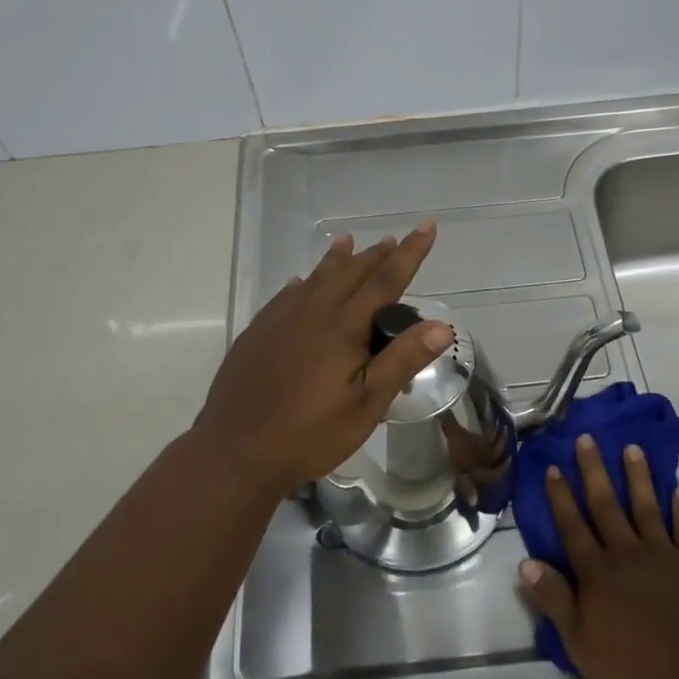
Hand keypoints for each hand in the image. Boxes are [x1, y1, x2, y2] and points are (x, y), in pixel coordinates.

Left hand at [195, 225, 452, 489]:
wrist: (237, 452)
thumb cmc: (310, 433)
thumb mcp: (366, 404)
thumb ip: (402, 360)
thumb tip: (441, 325)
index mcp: (343, 326)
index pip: (385, 280)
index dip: (409, 253)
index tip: (426, 227)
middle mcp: (311, 312)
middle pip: (349, 273)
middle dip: (374, 255)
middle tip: (391, 239)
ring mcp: (279, 321)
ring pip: (314, 279)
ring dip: (335, 260)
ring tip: (346, 242)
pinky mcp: (257, 334)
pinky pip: (285, 296)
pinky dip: (301, 284)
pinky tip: (298, 284)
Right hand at [519, 435, 678, 678]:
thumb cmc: (634, 665)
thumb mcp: (580, 642)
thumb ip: (555, 600)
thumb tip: (525, 563)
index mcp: (597, 572)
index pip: (572, 527)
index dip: (561, 498)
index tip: (553, 468)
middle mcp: (626, 553)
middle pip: (606, 506)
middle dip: (594, 471)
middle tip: (587, 438)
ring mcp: (662, 555)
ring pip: (645, 507)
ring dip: (638, 477)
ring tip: (633, 447)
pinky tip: (678, 488)